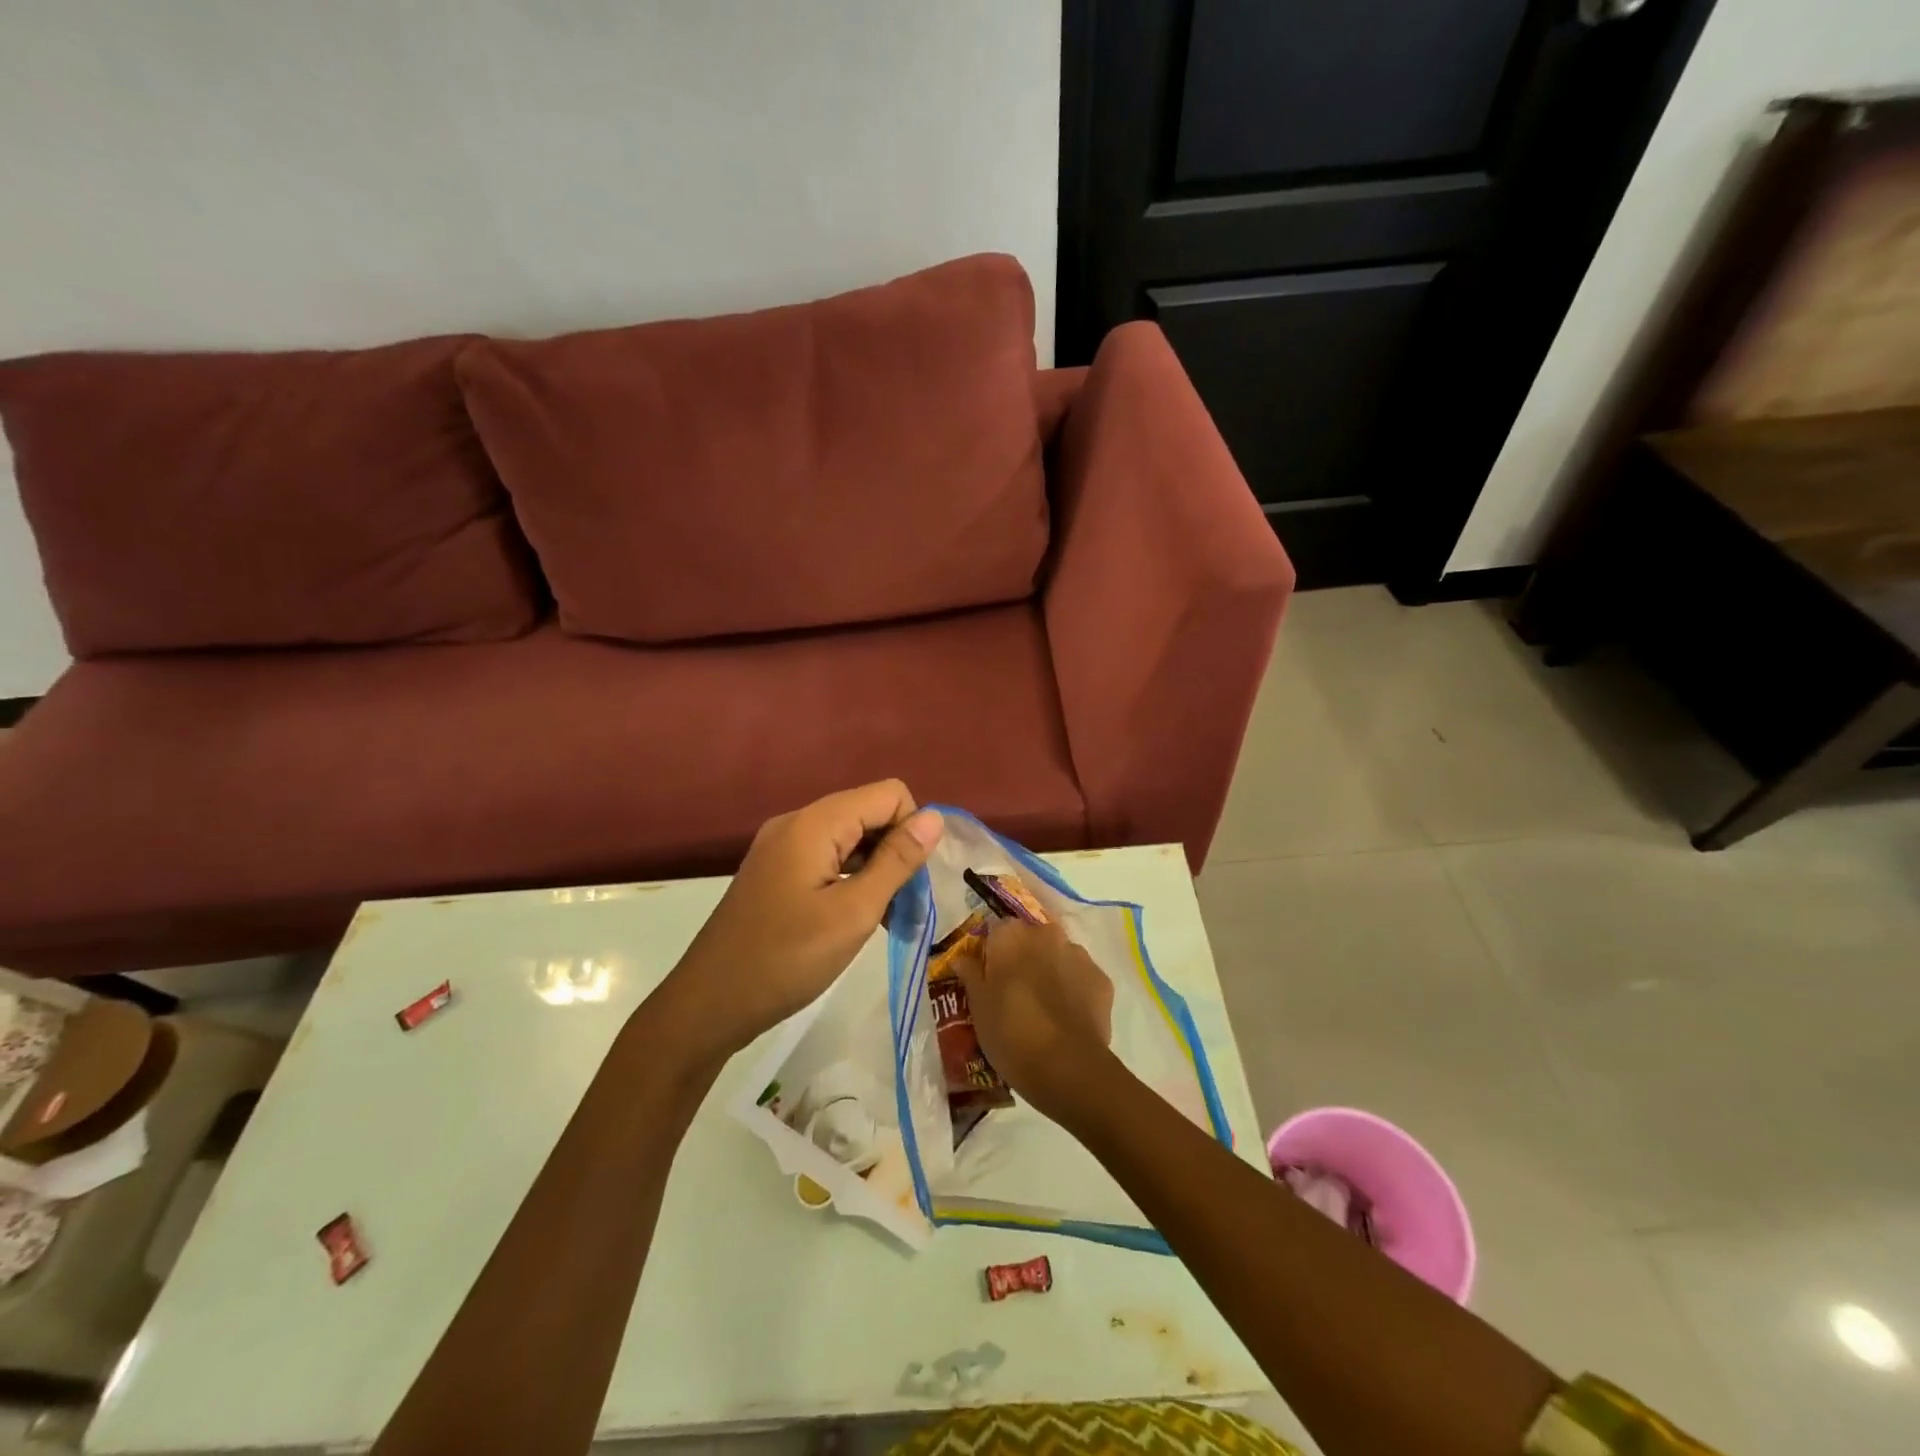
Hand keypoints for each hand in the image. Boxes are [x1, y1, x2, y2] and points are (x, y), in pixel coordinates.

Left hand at [657, 781, 943, 1062]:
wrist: (708, 1004)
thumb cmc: (787, 958)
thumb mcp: (854, 912)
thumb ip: (897, 861)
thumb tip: (935, 818)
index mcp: (815, 823)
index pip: (889, 794)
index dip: (912, 830)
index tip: (911, 881)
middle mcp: (797, 823)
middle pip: (868, 813)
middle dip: (896, 851)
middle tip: (904, 906)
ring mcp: (781, 847)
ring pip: (850, 838)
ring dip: (876, 870)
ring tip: (886, 919)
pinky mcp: (775, 872)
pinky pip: (827, 859)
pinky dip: (851, 880)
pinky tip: (856, 919)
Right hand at [954, 918, 1114, 1118]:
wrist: (1066, 1066)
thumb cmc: (1010, 1032)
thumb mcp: (978, 1006)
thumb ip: (970, 974)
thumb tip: (962, 957)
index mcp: (1011, 935)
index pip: (997, 931)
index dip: (993, 953)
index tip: (990, 977)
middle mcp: (1046, 934)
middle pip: (1031, 939)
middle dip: (1024, 958)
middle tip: (1016, 992)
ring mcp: (1078, 954)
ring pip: (1058, 956)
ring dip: (1051, 971)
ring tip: (1045, 1008)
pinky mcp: (1101, 978)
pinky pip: (1081, 977)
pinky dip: (1074, 989)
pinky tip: (1067, 1017)